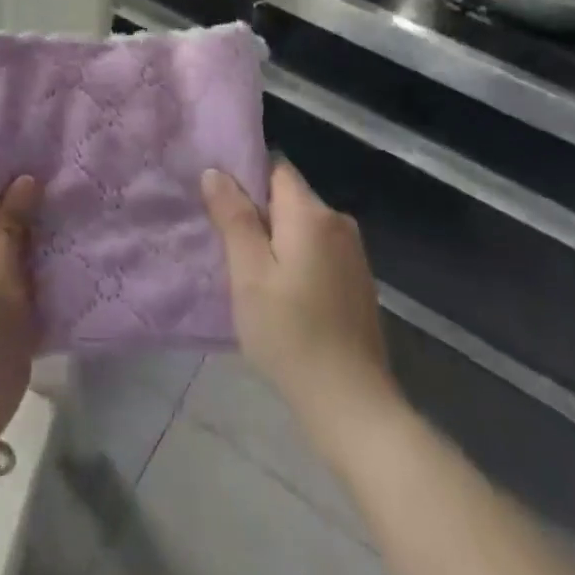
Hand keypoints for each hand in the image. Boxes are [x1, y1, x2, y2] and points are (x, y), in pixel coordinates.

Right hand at [202, 161, 398, 448]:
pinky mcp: (358, 282)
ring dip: (277, 241)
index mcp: (311, 212)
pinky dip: (297, 262)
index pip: (275, 168)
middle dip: (258, 214)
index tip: (220, 204)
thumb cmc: (291, 334)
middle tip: (228, 248)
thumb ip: (233, 217)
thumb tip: (215, 172)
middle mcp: (337, 221)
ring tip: (250, 275)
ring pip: (302, 227)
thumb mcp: (248, 274)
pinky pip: (318, 252)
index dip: (246, 178)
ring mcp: (353, 253)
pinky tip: (283, 297)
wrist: (353, 406)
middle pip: (289, 197)